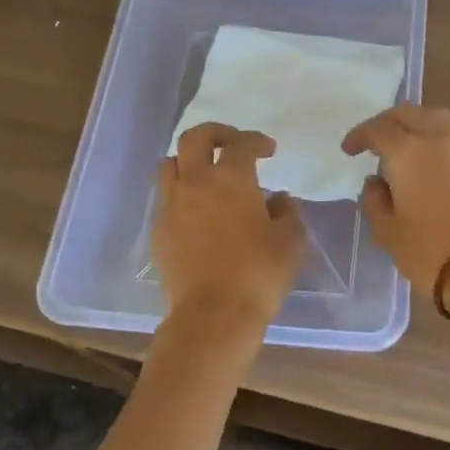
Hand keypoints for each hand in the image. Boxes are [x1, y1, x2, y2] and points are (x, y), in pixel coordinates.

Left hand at [153, 123, 304, 346]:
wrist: (212, 315)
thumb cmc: (259, 273)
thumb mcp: (291, 241)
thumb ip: (288, 212)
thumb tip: (277, 199)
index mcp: (231, 178)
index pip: (242, 144)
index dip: (257, 140)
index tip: (269, 149)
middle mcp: (196, 182)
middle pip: (194, 138)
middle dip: (215, 133)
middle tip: (232, 144)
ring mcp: (171, 206)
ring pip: (170, 164)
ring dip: (190, 161)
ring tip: (207, 175)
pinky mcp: (158, 232)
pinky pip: (165, 198)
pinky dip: (180, 193)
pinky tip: (196, 211)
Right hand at [342, 104, 449, 316]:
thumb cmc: (428, 251)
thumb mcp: (387, 231)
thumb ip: (374, 200)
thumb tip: (375, 183)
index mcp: (409, 151)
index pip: (379, 129)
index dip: (360, 135)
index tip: (349, 150)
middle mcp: (439, 141)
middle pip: (411, 113)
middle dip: (389, 121)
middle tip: (375, 139)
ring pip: (438, 121)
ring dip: (417, 125)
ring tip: (405, 148)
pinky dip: (437, 144)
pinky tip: (430, 169)